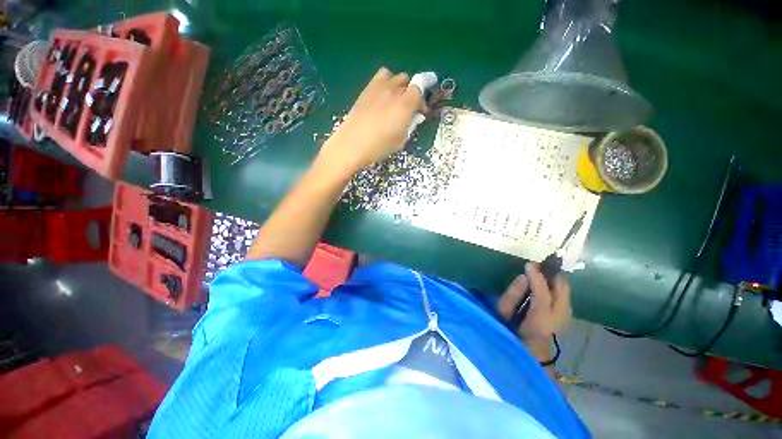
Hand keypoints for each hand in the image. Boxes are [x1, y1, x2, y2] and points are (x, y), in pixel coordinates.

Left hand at [316, 67, 423, 175]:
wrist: (352, 144)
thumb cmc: (379, 147)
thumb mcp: (400, 140)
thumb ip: (410, 125)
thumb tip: (414, 116)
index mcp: (405, 104)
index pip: (421, 87)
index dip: (423, 98)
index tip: (422, 110)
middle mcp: (394, 90)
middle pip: (408, 81)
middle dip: (412, 93)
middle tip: (408, 109)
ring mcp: (379, 86)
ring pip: (395, 76)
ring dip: (399, 85)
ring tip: (395, 100)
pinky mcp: (367, 88)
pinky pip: (381, 76)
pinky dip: (386, 83)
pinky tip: (383, 97)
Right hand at [498, 262, 571, 343]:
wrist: (530, 350)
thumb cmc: (512, 330)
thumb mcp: (505, 312)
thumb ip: (513, 294)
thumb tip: (524, 276)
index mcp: (540, 319)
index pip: (543, 292)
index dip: (537, 275)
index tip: (529, 264)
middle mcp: (560, 316)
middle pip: (562, 287)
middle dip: (550, 273)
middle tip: (536, 267)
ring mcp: (567, 315)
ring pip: (564, 288)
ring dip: (552, 279)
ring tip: (539, 274)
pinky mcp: (568, 313)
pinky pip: (563, 293)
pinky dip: (555, 286)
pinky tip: (545, 285)